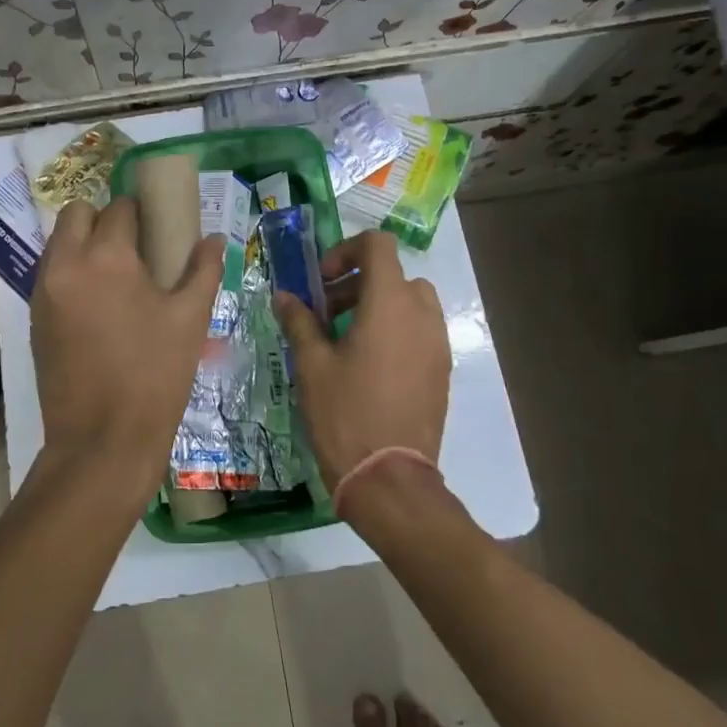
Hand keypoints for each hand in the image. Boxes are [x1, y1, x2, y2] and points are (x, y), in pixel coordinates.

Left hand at [30, 197, 224, 499]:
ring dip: (83, 243)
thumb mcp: (190, 319)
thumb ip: (203, 270)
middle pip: (77, 213)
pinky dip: (71, 271)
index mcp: (107, 257)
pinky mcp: (34, 317)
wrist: (102, 441)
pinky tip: (98, 303)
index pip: (121, 209)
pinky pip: (50, 273)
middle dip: (104, 218)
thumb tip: (213, 239)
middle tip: (134, 247)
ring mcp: (44, 291)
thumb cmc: (154, 375)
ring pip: (58, 242)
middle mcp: (66, 264)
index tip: (159, 228)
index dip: (143, 212)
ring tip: (116, 276)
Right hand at [275, 230, 450, 495]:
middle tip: (326, 313)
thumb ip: (300, 321)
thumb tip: (285, 296)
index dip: (347, 251)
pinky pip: (421, 331)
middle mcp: (422, 315)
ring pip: (411, 302)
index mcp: (390, 304)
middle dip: (357, 283)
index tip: (322, 281)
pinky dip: (396, 330)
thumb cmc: (345, 414)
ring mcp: (437, 344)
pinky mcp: (442, 370)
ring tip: (346, 339)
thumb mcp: (312, 365)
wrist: (390, 480)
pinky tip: (369, 365)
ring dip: (378, 305)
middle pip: (393, 274)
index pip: (378, 245)